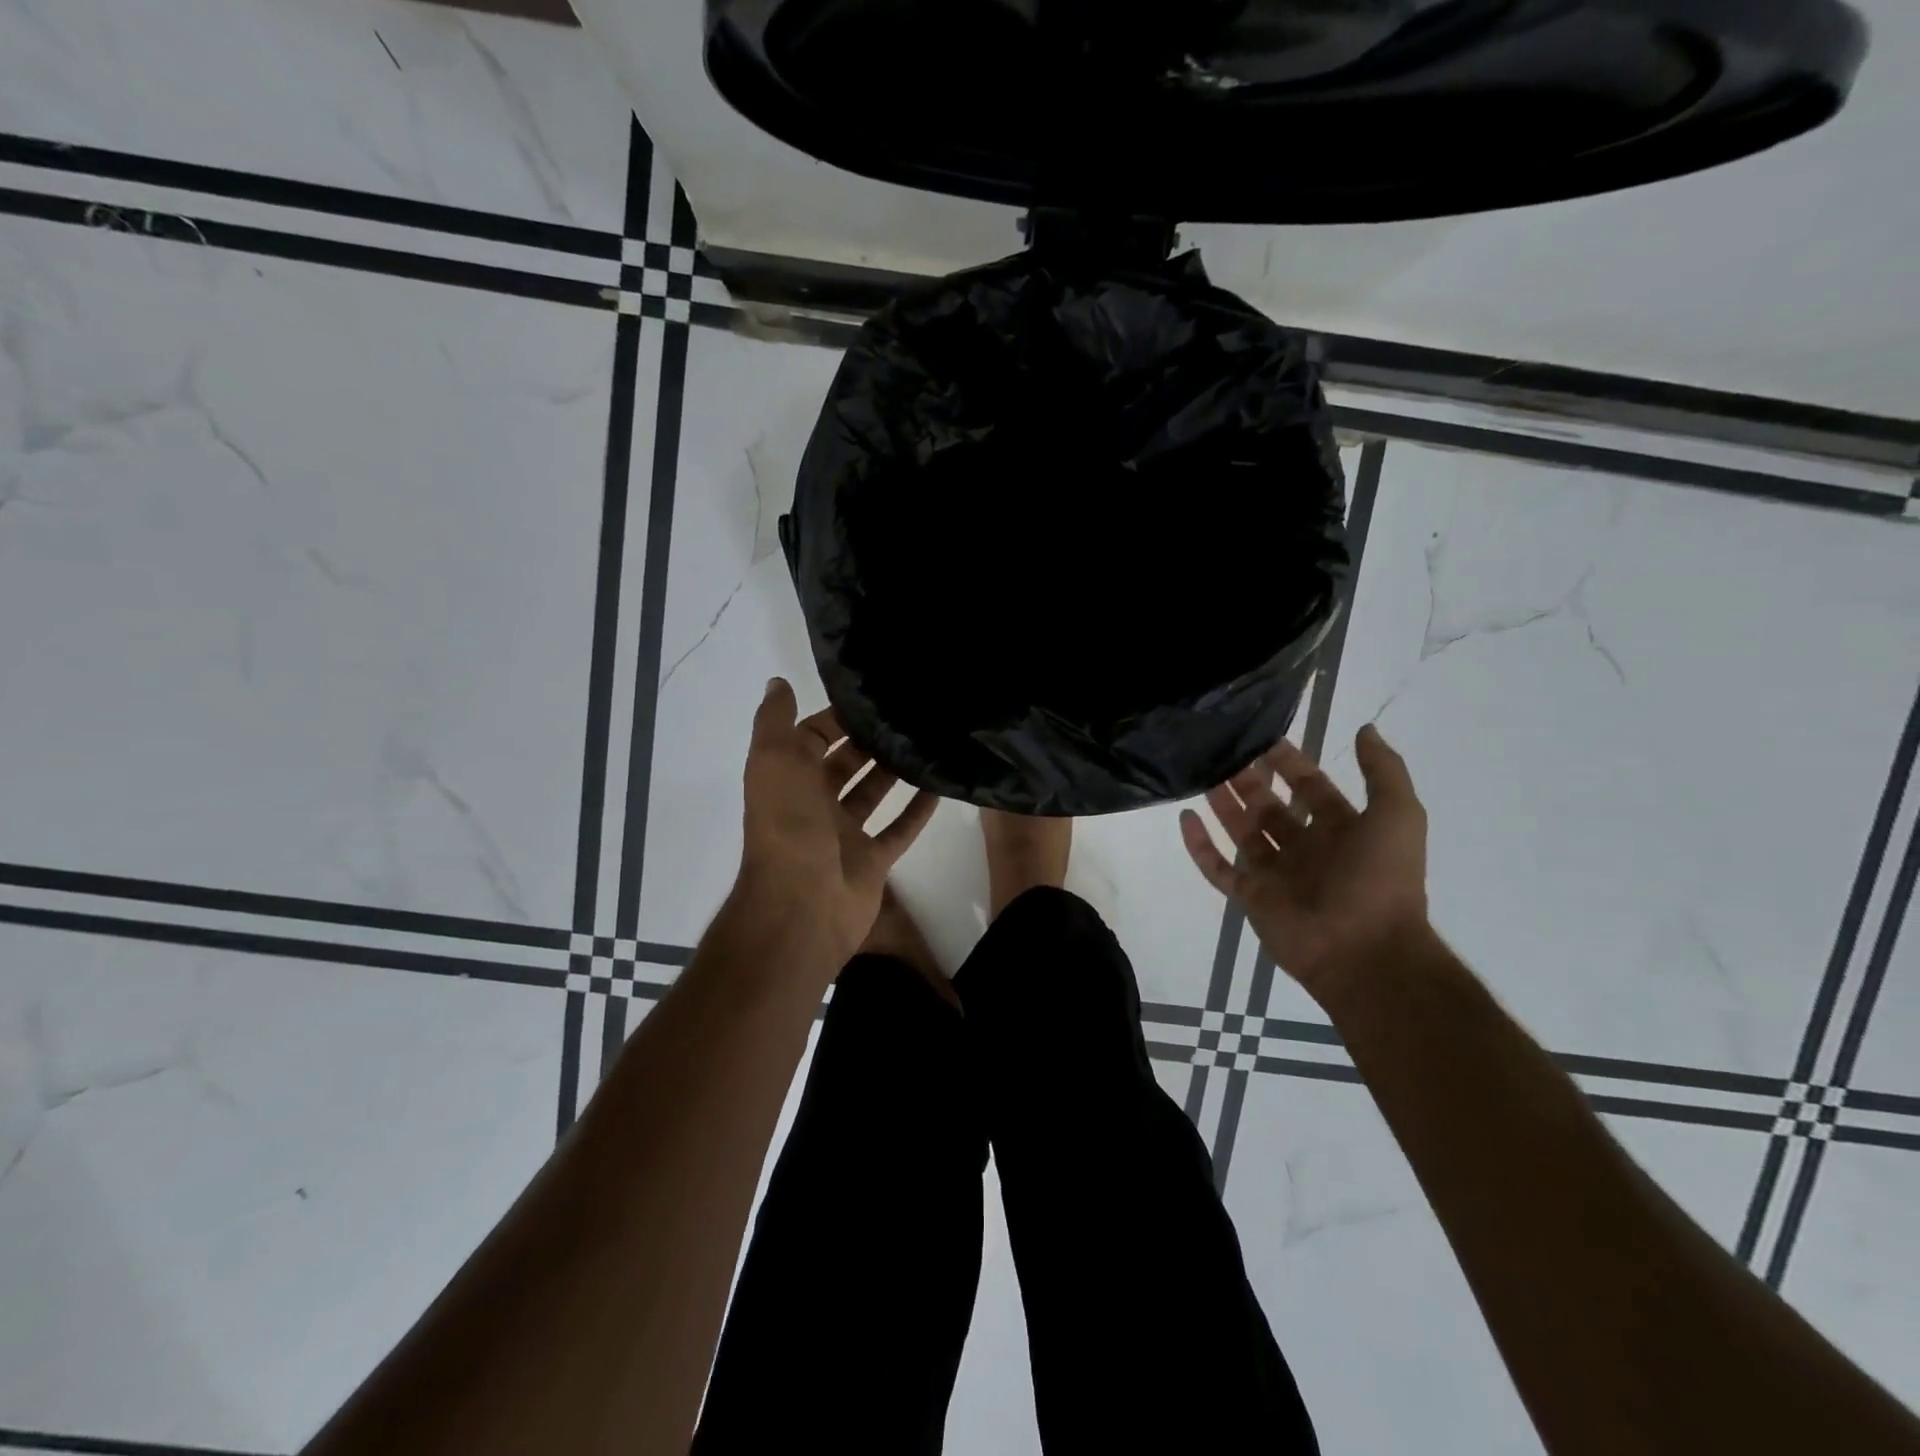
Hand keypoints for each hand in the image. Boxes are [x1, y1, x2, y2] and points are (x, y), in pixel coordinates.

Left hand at [737, 679, 938, 965]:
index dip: (835, 718)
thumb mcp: (773, 760)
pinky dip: (916, 811)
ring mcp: (844, 835)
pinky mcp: (871, 861)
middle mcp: (814, 804)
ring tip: (926, 743)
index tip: (872, 698)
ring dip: (893, 771)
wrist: (802, 904)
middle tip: (907, 716)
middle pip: (844, 765)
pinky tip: (939, 787)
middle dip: (869, 742)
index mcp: (788, 779)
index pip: (811, 738)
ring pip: (872, 794)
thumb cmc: (788, 824)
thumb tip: (777, 682)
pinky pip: (898, 830)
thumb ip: (773, 720)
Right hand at [1180, 725, 1429, 999]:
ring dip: (1223, 804)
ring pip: (1241, 831)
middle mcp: (1306, 848)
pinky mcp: (1250, 897)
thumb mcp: (1398, 815)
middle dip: (1249, 779)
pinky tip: (1185, 817)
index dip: (1289, 762)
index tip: (1262, 736)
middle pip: (1270, 806)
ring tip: (1200, 773)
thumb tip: (1364, 728)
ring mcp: (1275, 873)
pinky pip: (1218, 868)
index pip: (1309, 787)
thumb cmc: (1381, 879)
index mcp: (1341, 830)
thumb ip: (1383, 771)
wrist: (1365, 951)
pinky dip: (1200, 844)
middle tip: (1222, 751)